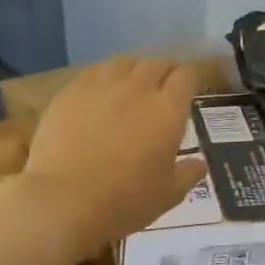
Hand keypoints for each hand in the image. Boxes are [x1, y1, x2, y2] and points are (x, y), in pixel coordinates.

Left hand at [12, 57, 207, 253]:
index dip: (190, 79)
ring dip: (135, 69)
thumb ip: (188, 174)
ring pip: (124, 62)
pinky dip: (105, 75)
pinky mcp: (70, 92)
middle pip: (156, 63)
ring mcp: (101, 87)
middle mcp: (138, 89)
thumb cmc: (126, 201)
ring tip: (132, 83)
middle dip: (165, 71)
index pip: (186, 76)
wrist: (64, 202)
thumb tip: (200, 163)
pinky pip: (94, 71)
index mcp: (168, 111)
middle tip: (164, 87)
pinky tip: (101, 90)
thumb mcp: (169, 194)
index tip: (189, 90)